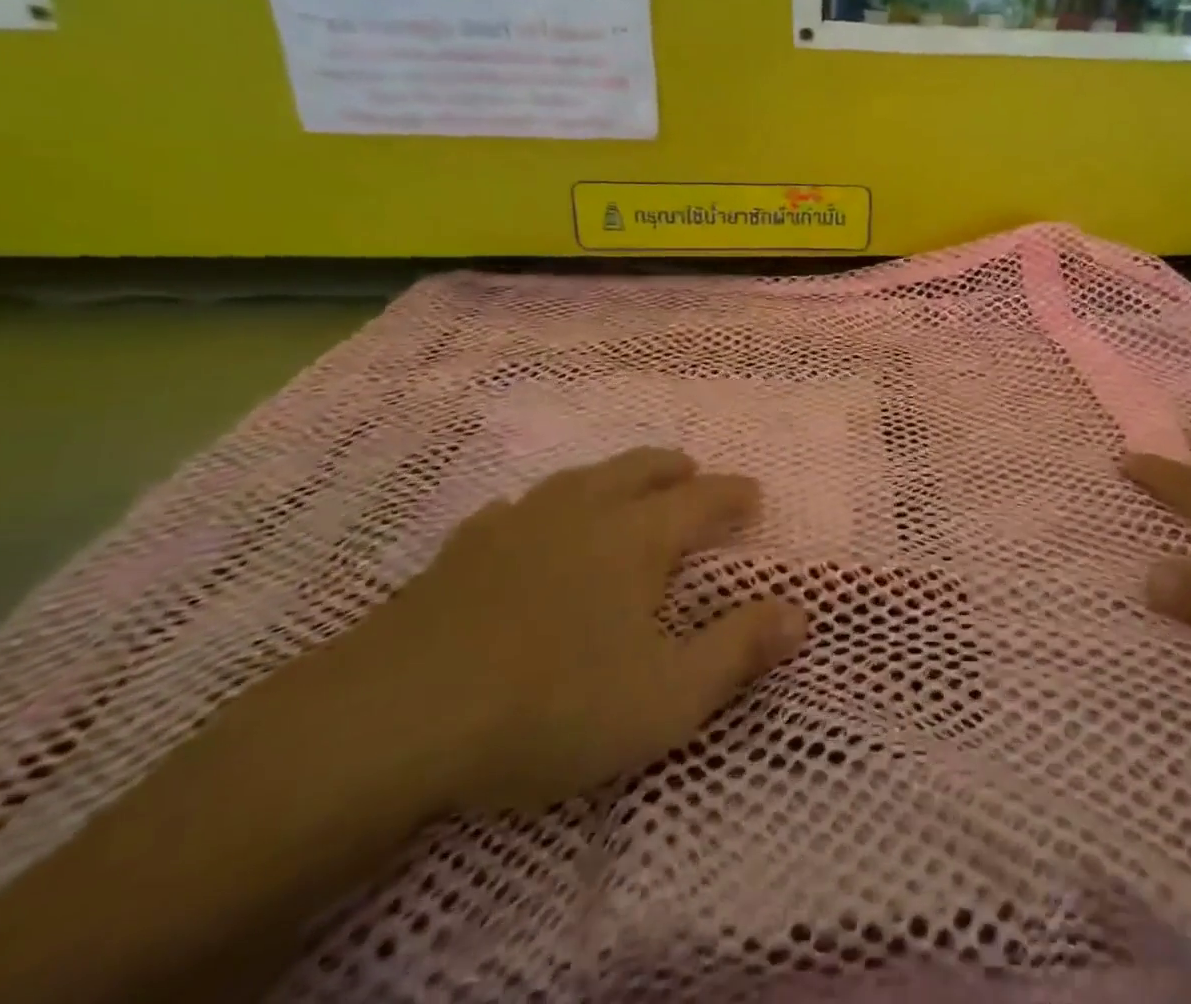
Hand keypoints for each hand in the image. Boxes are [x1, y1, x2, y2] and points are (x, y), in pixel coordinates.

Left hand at [353, 448, 805, 811]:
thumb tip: (800, 613)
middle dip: (674, 469)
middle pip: (639, 470)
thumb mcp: (666, 696)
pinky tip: (526, 525)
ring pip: (578, 479)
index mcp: (637, 537)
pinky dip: (539, 510)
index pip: (703, 499)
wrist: (390, 720)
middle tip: (692, 473)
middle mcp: (583, 513)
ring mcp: (516, 526)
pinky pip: (513, 511)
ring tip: (622, 488)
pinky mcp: (459, 554)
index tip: (755, 494)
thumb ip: (738, 650)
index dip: (734, 495)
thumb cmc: (550, 706)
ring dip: (611, 477)